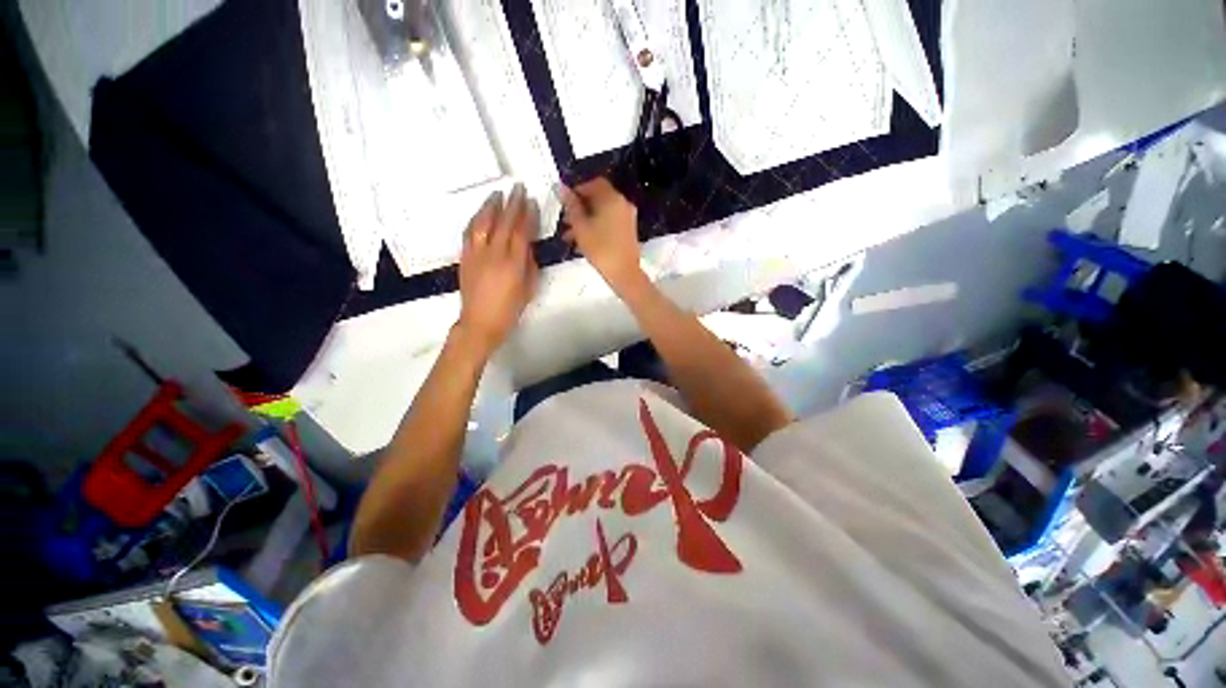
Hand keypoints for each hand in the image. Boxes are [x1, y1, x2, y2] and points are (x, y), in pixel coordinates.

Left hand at [456, 185, 538, 355]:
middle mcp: (494, 253)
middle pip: (503, 222)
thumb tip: (527, 247)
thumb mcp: (529, 289)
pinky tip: (481, 214)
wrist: (480, 322)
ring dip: (490, 206)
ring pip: (482, 223)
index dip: (527, 214)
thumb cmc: (510, 309)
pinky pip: (470, 232)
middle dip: (512, 203)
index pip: (521, 231)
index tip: (531, 201)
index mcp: (513, 263)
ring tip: (497, 194)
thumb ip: (529, 265)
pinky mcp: (465, 257)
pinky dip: (476, 219)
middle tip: (517, 187)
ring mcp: (476, 253)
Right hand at [560, 178, 643, 292]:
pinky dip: (596, 227)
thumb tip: (561, 188)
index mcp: (612, 198)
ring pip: (602, 213)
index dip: (577, 189)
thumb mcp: (580, 227)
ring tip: (569, 236)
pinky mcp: (628, 231)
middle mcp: (622, 204)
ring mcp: (627, 218)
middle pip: (598, 198)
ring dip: (585, 220)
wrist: (624, 273)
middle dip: (580, 208)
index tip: (564, 202)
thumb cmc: (600, 248)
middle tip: (564, 220)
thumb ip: (571, 206)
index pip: (594, 183)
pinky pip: (609, 223)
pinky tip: (582, 242)